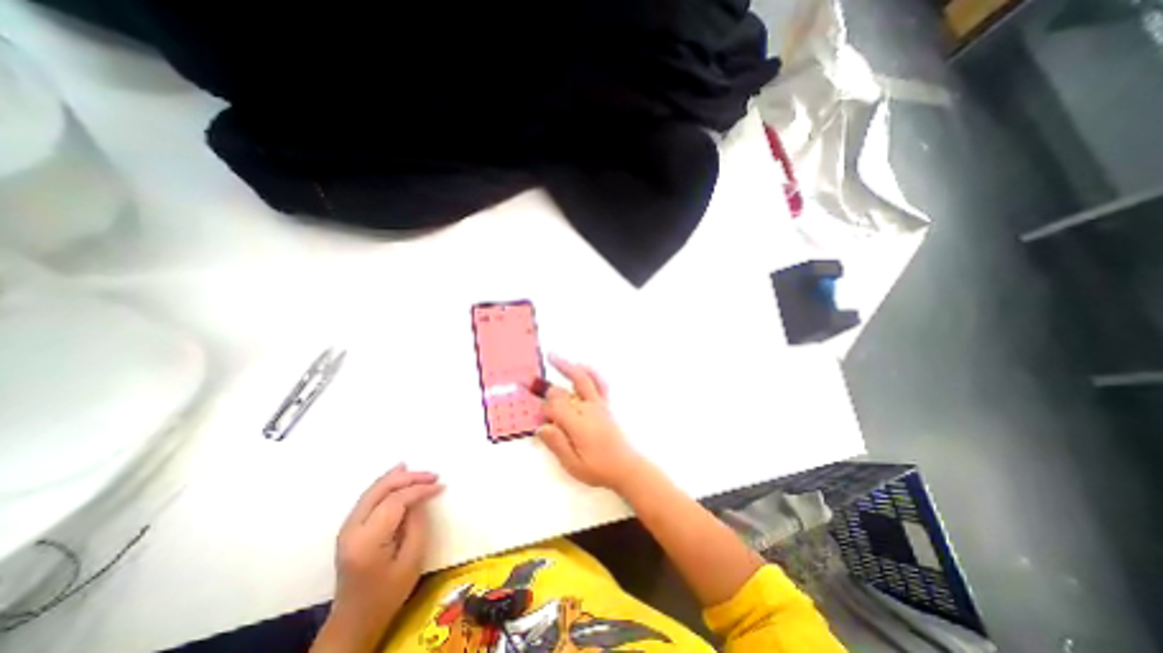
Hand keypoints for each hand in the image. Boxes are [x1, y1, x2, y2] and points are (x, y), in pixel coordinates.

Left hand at [326, 463, 446, 648]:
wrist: (354, 621)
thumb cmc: (388, 594)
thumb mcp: (412, 560)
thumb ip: (417, 524)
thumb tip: (420, 498)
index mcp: (367, 541)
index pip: (395, 501)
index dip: (419, 489)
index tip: (440, 486)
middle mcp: (351, 530)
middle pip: (380, 490)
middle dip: (408, 478)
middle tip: (432, 475)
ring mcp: (346, 528)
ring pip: (373, 490)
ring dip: (397, 478)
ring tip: (417, 469)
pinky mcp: (349, 529)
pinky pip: (369, 497)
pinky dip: (385, 485)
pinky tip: (397, 475)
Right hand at [537, 357, 644, 490]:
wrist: (625, 466)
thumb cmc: (598, 469)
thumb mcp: (573, 464)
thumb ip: (557, 444)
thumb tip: (541, 427)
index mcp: (577, 424)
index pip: (553, 409)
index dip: (541, 410)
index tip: (534, 415)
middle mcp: (587, 409)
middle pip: (563, 393)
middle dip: (545, 388)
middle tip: (528, 380)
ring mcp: (598, 404)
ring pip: (581, 379)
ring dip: (566, 367)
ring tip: (552, 356)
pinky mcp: (605, 404)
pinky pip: (598, 382)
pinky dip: (589, 371)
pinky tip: (581, 366)